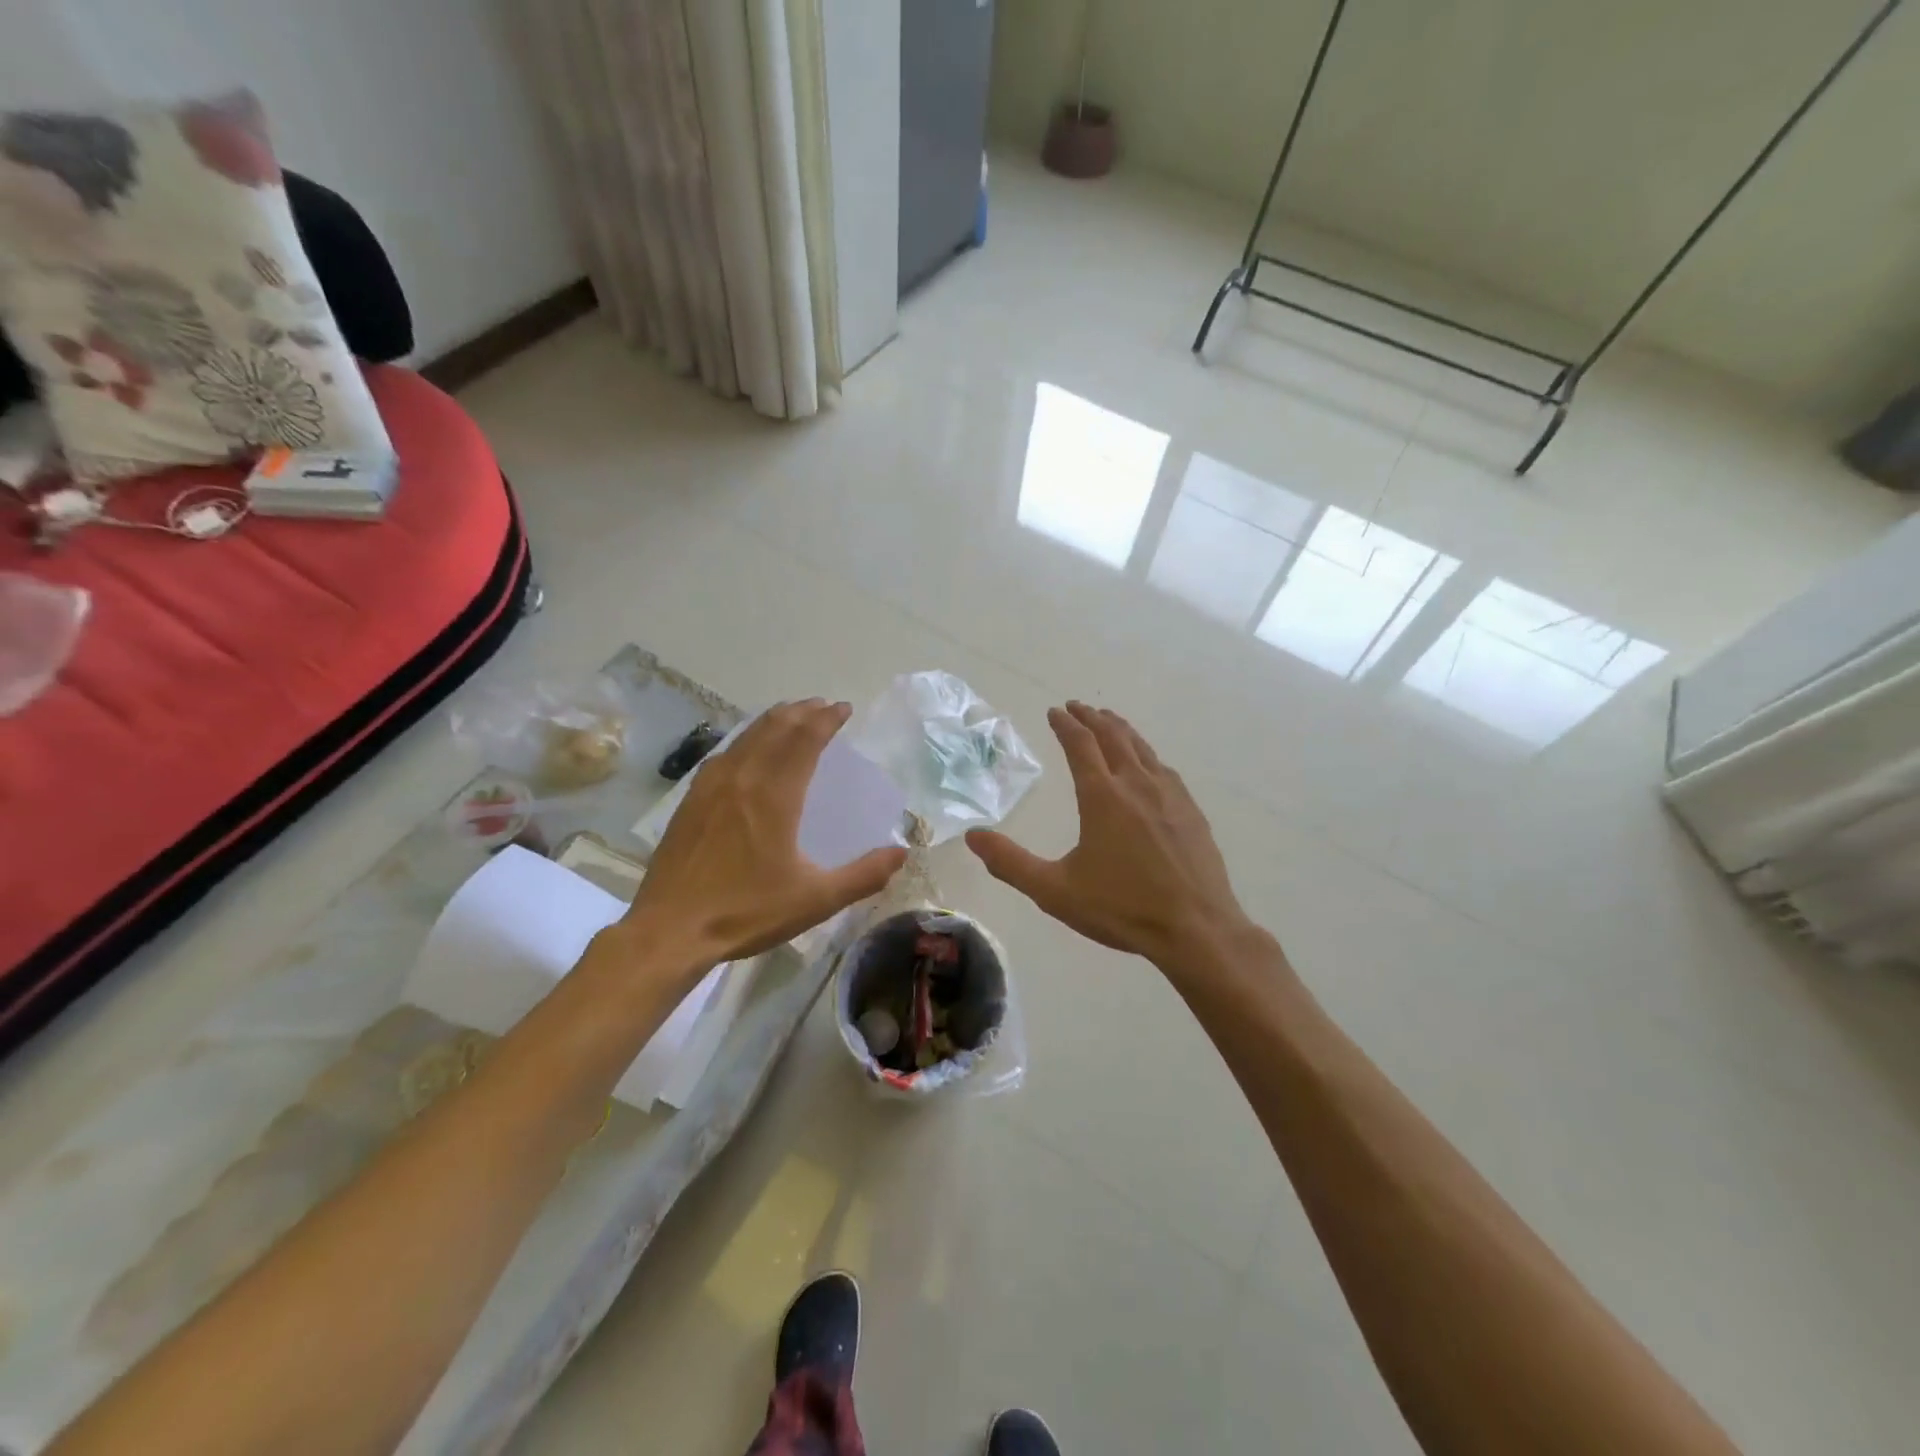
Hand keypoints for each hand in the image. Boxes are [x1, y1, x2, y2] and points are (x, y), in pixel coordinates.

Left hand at [605, 700, 907, 979]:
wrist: (670, 930)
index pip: (804, 740)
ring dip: (773, 721)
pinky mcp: (690, 801)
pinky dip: (745, 740)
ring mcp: (710, 787)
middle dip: (802, 712)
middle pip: (774, 729)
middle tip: (822, 705)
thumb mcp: (815, 900)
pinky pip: (724, 754)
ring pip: (746, 737)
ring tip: (790, 716)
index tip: (843, 708)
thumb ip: (862, 876)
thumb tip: (901, 853)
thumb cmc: (746, 912)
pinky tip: (746, 751)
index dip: (826, 720)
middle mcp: (742, 779)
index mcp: (774, 796)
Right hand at [966, 702, 1253, 971]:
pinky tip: (1148, 764)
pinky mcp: (1191, 811)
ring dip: (1121, 729)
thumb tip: (972, 835)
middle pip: (1113, 736)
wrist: (1197, 929)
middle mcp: (1137, 784)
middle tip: (1077, 707)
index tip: (1055, 711)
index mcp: (1103, 796)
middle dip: (1091, 718)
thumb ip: (1011, 863)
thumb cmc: (1122, 908)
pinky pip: (1164, 768)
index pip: (1080, 745)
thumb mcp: (1055, 891)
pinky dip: (1146, 754)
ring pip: (1142, 748)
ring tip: (1109, 720)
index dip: (1065, 724)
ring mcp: (1170, 795)